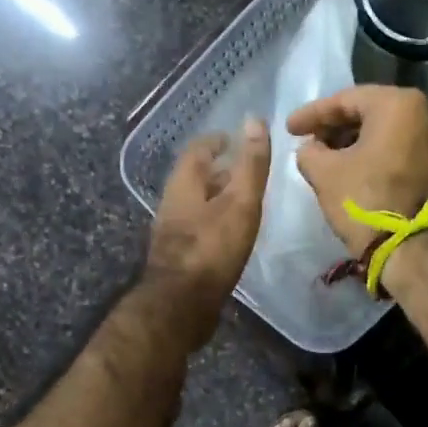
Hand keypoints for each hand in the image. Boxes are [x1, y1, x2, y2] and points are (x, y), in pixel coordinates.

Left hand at [144, 118, 270, 344]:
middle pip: (195, 178)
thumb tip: (255, 120)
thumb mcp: (239, 203)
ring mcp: (172, 233)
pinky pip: (198, 230)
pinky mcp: (178, 258)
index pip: (198, 150)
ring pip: (196, 205)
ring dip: (217, 199)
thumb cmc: (212, 249)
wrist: (181, 306)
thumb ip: (250, 165)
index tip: (235, 139)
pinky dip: (215, 224)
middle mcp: (172, 203)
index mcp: (183, 184)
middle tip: (245, 170)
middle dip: (219, 171)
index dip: (217, 141)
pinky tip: (231, 236)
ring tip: (243, 203)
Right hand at [285, 86, 427, 257]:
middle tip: (306, 139)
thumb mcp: (323, 172)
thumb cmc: (364, 200)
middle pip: (367, 112)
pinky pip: (395, 147)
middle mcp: (424, 113)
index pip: (345, 100)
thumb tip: (310, 149)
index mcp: (398, 104)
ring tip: (322, 154)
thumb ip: (309, 151)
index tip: (288, 128)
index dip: (312, 114)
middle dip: (334, 126)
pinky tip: (347, 165)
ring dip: (351, 140)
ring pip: (383, 130)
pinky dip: (371, 152)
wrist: (406, 247)